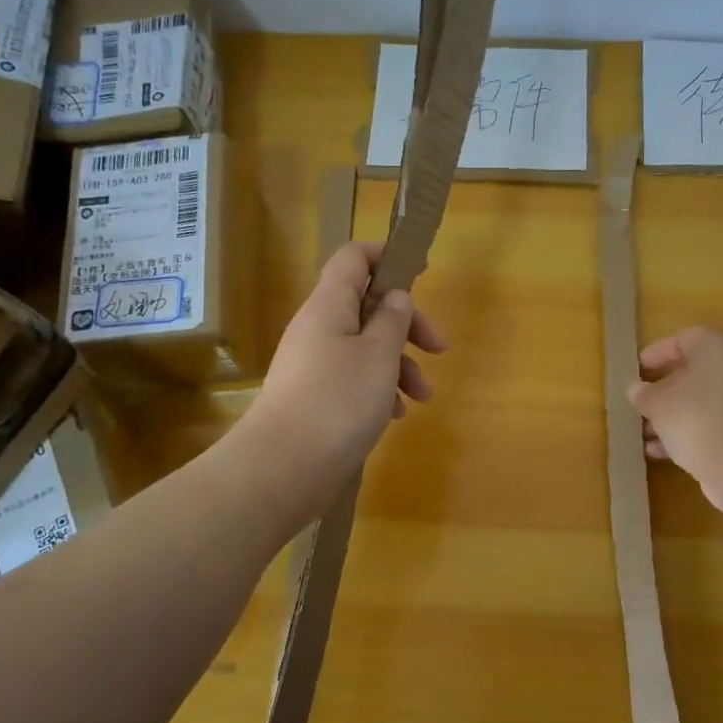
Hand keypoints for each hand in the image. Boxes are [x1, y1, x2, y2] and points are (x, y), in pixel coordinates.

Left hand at [252, 241, 445, 489]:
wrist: (284, 467)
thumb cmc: (338, 401)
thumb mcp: (378, 355)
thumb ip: (393, 320)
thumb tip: (396, 296)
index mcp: (330, 306)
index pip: (354, 258)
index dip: (387, 255)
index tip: (421, 271)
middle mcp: (318, 328)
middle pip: (367, 306)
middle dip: (407, 325)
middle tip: (437, 348)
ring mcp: (313, 364)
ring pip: (364, 347)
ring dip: (398, 365)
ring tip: (422, 397)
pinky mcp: (314, 397)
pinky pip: (353, 378)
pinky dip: (378, 389)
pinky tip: (394, 415)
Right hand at [628, 327, 722, 511]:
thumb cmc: (695, 417)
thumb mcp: (657, 402)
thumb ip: (643, 393)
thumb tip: (637, 390)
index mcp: (715, 349)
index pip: (683, 339)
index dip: (657, 352)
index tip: (636, 370)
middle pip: (691, 373)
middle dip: (661, 390)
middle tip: (638, 401)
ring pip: (698, 402)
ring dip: (669, 416)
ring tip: (642, 432)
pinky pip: (707, 425)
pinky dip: (683, 434)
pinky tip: (657, 451)